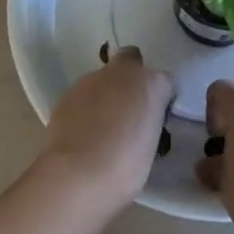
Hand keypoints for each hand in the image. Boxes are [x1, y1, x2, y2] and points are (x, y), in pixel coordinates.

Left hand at [42, 47, 175, 208]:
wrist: (77, 175)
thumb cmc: (126, 167)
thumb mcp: (151, 146)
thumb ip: (147, 124)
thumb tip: (138, 124)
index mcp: (152, 84)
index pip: (166, 82)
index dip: (161, 99)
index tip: (156, 120)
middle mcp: (123, 72)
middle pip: (131, 59)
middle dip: (131, 75)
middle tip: (129, 108)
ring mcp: (91, 80)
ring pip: (103, 78)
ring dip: (106, 93)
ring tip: (102, 127)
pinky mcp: (67, 93)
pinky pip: (83, 95)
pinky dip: (86, 107)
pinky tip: (83, 132)